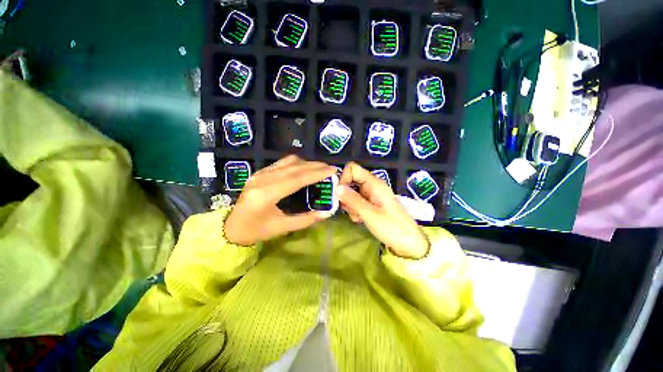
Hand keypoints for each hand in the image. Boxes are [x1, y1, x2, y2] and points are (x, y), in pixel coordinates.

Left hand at [225, 155, 336, 245]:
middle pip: (294, 167)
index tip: (332, 170)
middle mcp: (263, 179)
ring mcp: (259, 173)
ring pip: (287, 162)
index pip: (297, 179)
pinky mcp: (259, 172)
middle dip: (315, 166)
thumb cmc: (257, 230)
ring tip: (320, 168)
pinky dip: (296, 163)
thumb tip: (326, 213)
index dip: (316, 173)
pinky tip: (304, 168)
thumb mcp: (282, 228)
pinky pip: (281, 163)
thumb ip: (305, 220)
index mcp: (267, 194)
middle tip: (330, 168)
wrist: (231, 227)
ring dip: (306, 163)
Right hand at [336, 162, 429, 258]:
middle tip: (348, 209)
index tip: (340, 194)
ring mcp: (371, 195)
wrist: (408, 243)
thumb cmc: (392, 227)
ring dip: (350, 205)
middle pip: (350, 181)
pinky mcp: (371, 204)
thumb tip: (336, 187)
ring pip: (352, 193)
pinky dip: (355, 210)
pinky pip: (357, 202)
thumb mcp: (370, 214)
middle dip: (345, 195)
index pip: (353, 168)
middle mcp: (372, 186)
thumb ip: (352, 200)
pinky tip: (360, 220)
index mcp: (374, 183)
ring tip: (357, 217)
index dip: (344, 178)